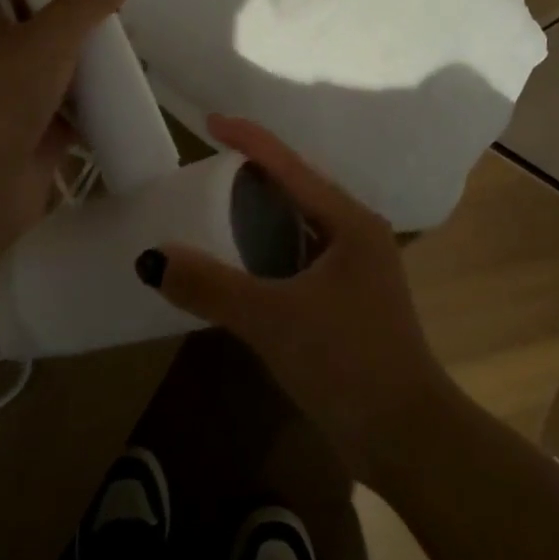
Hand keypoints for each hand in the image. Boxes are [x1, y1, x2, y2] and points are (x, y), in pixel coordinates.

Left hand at [0, 0, 136, 260]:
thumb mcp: (42, 42)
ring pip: (66, 76)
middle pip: (50, 36)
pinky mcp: (39, 141)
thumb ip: (85, 3)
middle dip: (89, 30)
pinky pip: (78, 114)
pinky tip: (134, 94)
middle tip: (131, 20)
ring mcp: (16, 107)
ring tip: (140, 53)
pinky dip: (102, 105)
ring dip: (99, 67)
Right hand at [143, 114, 453, 479]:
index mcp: (350, 222)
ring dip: (263, 213)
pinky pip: (302, 255)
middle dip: (256, 172)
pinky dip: (271, 248)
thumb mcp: (273, 319)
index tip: (211, 121)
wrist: (407, 437)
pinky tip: (244, 261)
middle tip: (208, 167)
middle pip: (299, 188)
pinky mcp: (350, 299)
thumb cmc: (346, 362)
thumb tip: (151, 258)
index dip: (250, 139)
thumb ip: (211, 287)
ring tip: (219, 206)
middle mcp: (357, 234)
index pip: (291, 165)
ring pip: (302, 223)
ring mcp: (357, 268)